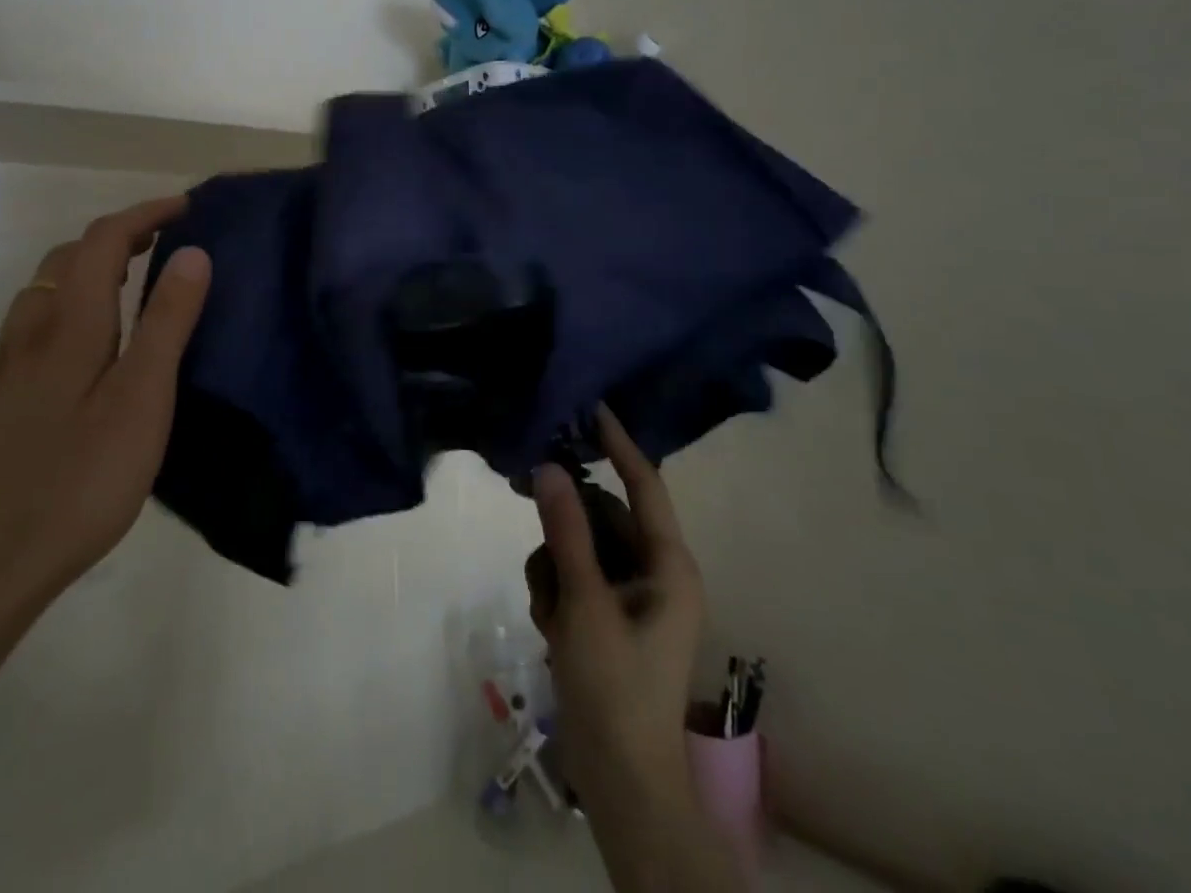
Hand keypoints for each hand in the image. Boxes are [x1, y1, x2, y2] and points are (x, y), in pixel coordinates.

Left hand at [0, 196, 210, 635]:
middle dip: (118, 235)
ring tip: (134, 282)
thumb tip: (193, 253)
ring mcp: (8, 366)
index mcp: (68, 324)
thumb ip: (167, 322)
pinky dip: (72, 302)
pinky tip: (93, 342)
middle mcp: (30, 332)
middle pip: (67, 257)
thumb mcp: (142, 399)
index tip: (188, 208)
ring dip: (89, 267)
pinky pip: (37, 322)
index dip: (145, 214)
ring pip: (45, 289)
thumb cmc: (81, 479)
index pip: (103, 240)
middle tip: (166, 243)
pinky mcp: (1, 398)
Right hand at [525, 408, 705, 816]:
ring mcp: (627, 597)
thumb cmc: (616, 688)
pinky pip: (572, 577)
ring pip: (579, 547)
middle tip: (522, 492)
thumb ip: (565, 531)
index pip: (644, 485)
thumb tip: (548, 465)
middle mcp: (652, 572)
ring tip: (550, 610)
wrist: (621, 784)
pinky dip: (554, 591)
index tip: (589, 406)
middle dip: (564, 520)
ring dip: (554, 565)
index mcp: (667, 565)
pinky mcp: (605, 617)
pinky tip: (549, 626)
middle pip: (600, 516)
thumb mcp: (584, 604)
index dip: (618, 444)